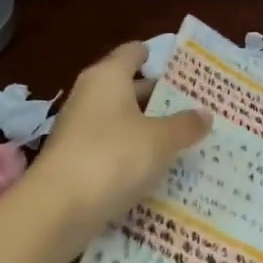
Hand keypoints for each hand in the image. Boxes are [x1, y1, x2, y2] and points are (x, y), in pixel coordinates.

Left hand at [29, 42, 209, 241]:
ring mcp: (79, 130)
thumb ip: (185, 125)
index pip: (133, 52)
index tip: (183, 68)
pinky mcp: (75, 161)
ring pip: (121, 121)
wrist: (56, 210)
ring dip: (147, 128)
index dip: (157, 56)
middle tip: (194, 106)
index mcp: (108, 77)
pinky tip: (156, 168)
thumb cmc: (113, 157)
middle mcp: (90, 96)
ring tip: (183, 138)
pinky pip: (112, 149)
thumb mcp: (161, 140)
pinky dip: (132, 154)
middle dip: (159, 97)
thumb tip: (205, 114)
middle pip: (129, 87)